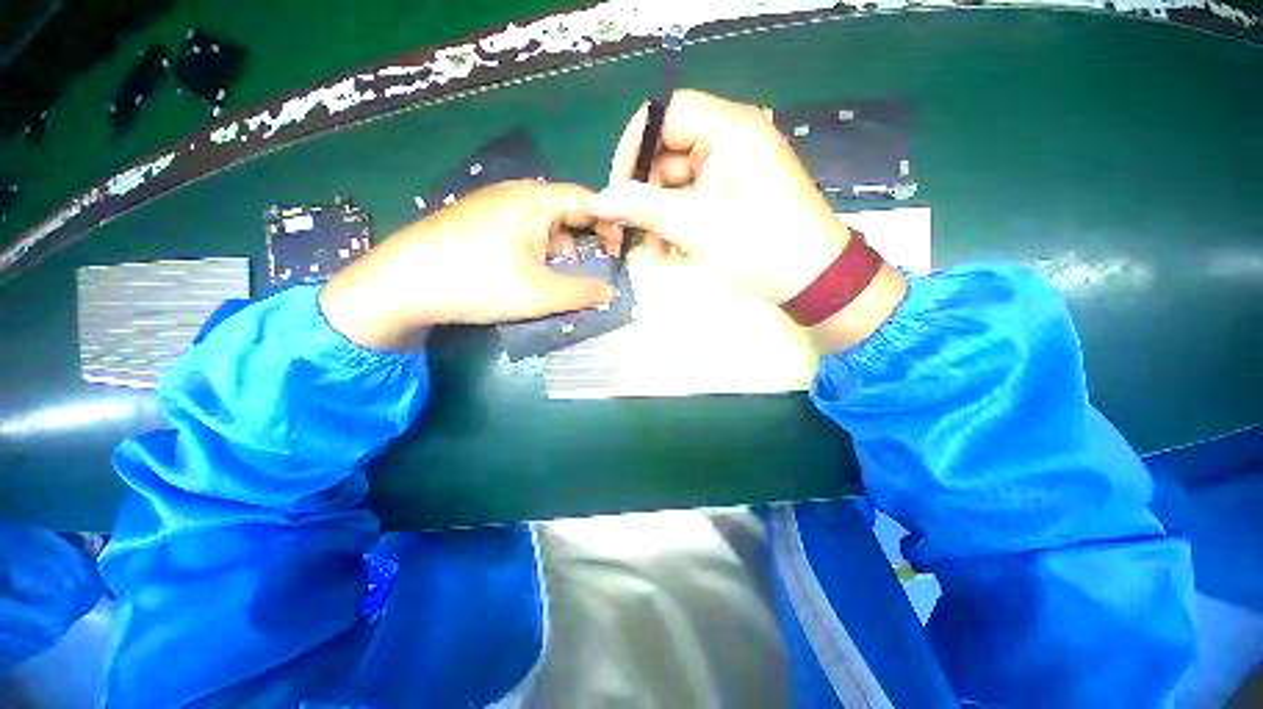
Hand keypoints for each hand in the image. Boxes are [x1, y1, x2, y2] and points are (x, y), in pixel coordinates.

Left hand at [320, 181, 614, 350]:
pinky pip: (520, 228)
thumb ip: (583, 293)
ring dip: (557, 249)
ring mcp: (491, 203)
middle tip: (585, 271)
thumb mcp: (540, 294)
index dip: (609, 224)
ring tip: (552, 278)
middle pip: (566, 210)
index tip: (616, 254)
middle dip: (583, 241)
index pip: (589, 200)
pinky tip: (522, 273)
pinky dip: (534, 249)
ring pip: (543, 222)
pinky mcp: (475, 219)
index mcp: (535, 201)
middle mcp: (515, 192)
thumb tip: (609, 292)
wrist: (400, 285)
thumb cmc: (478, 283)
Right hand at [591, 89, 849, 304]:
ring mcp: (732, 171)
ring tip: (653, 252)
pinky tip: (669, 252)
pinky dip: (677, 224)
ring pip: (677, 184)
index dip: (635, 147)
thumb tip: (598, 200)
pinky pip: (693, 201)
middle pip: (668, 154)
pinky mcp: (732, 196)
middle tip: (630, 232)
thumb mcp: (695, 224)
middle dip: (646, 196)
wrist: (811, 279)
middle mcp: (730, 141)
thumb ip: (643, 207)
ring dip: (659, 218)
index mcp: (730, 128)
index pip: (666, 114)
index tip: (617, 188)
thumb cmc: (758, 244)